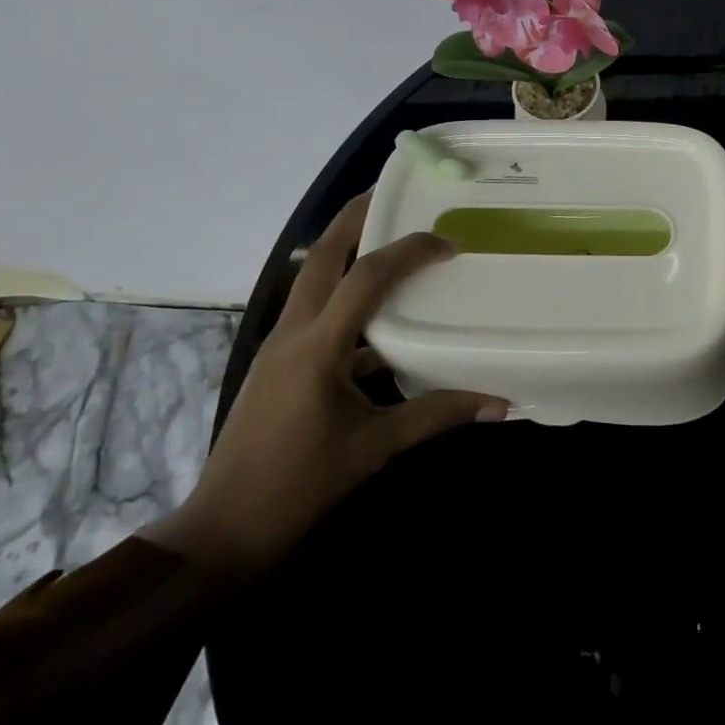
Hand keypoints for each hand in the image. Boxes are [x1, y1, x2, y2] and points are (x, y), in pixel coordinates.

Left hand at [144, 192, 506, 581]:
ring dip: (346, 251)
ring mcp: (280, 346)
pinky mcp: (279, 364)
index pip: (367, 277)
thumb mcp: (376, 448)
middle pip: (320, 255)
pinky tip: (380, 319)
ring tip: (389, 237)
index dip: (409, 250)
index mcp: (317, 346)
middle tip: (393, 194)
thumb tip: (500, 403)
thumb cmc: (300, 487)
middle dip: (355, 217)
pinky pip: (315, 312)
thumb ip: (439, 415)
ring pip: (312, 279)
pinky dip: (346, 299)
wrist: (223, 531)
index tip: (448, 242)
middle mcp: (293, 332)